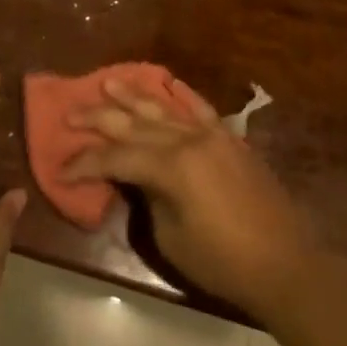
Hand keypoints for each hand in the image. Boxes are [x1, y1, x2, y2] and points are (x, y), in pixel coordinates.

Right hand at [64, 78, 315, 317]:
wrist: (286, 264)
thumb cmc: (223, 262)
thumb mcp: (171, 237)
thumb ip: (149, 199)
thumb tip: (140, 180)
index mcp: (171, 167)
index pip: (115, 157)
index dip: (85, 163)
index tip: (60, 169)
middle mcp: (189, 140)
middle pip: (134, 124)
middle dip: (99, 117)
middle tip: (70, 111)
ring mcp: (213, 136)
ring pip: (165, 109)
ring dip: (135, 96)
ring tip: (109, 82)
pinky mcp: (231, 141)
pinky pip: (202, 110)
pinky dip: (183, 96)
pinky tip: (170, 84)